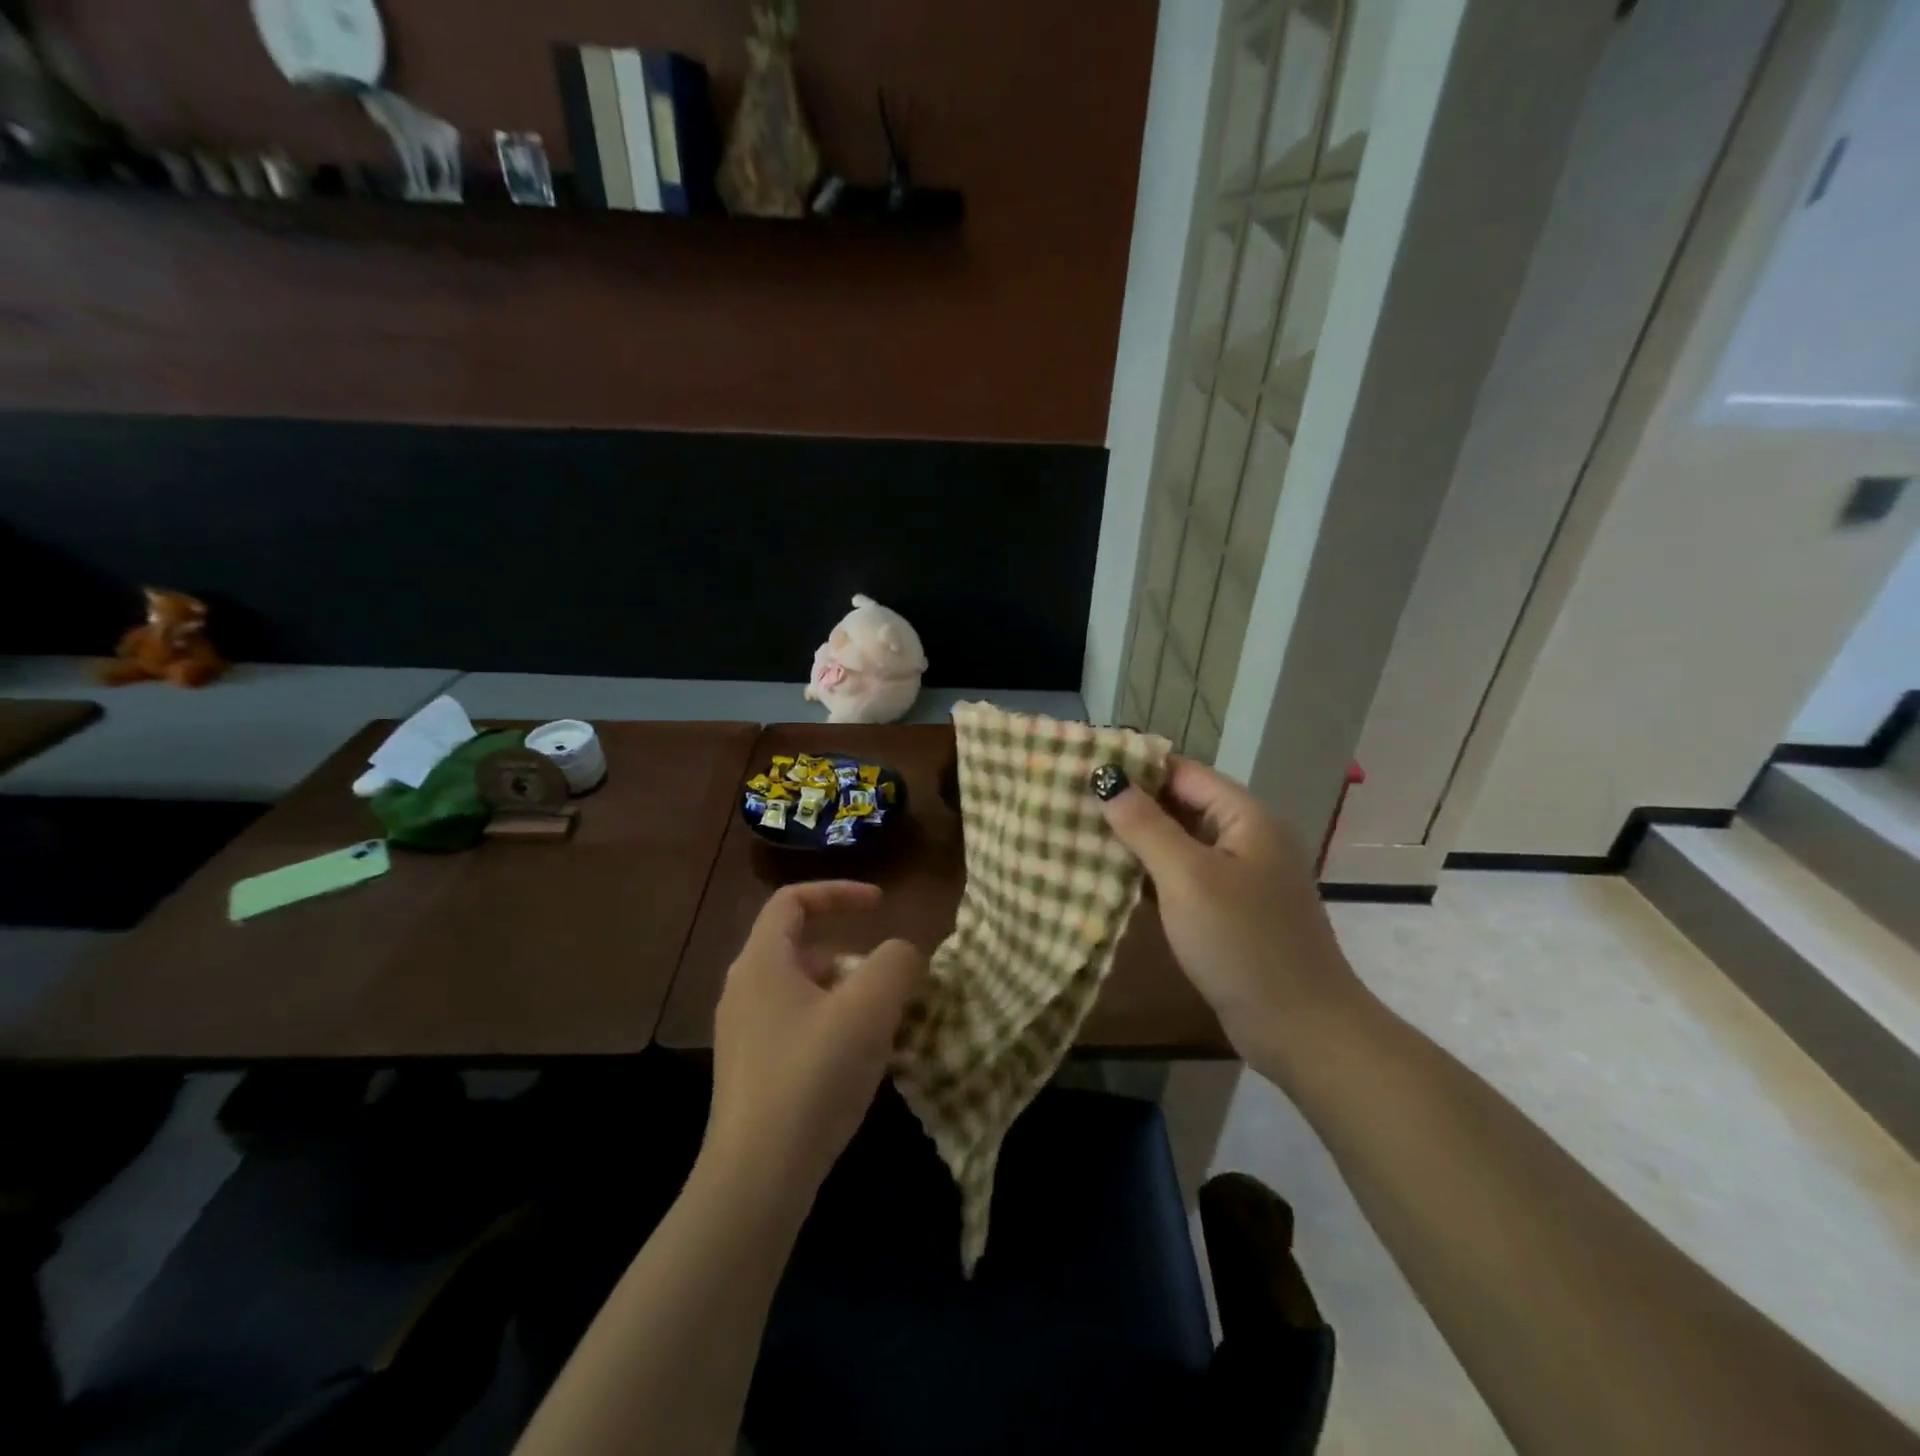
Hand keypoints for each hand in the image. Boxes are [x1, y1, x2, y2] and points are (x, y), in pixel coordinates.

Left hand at [706, 882, 925, 1204]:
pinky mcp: (751, 1071)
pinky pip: (798, 1026)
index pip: (792, 900)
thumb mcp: (869, 1008)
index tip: (881, 904)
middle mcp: (744, 990)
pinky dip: (832, 1026)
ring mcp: (743, 1033)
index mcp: (762, 962)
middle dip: (853, 956)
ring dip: (847, 995)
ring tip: (884, 1026)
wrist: (756, 1178)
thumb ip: (896, 963)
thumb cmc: (813, 1075)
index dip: (839, 891)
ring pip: (803, 991)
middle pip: (803, 947)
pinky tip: (858, 1062)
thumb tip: (901, 954)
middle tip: (890, 983)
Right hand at [1095, 757, 1367, 1074]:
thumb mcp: (1187, 877)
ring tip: (1078, 833)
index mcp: (1246, 817)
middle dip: (1129, 803)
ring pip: (1178, 843)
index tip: (1082, 767)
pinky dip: (1149, 873)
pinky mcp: (1227, 910)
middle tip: (1070, 802)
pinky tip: (1109, 877)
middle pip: (1181, 804)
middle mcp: (1245, 837)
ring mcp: (1238, 876)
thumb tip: (1106, 778)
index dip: (1135, 766)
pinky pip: (1182, 876)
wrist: (1299, 1028)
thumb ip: (1145, 825)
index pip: (1183, 772)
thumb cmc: (1242, 941)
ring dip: (1135, 840)